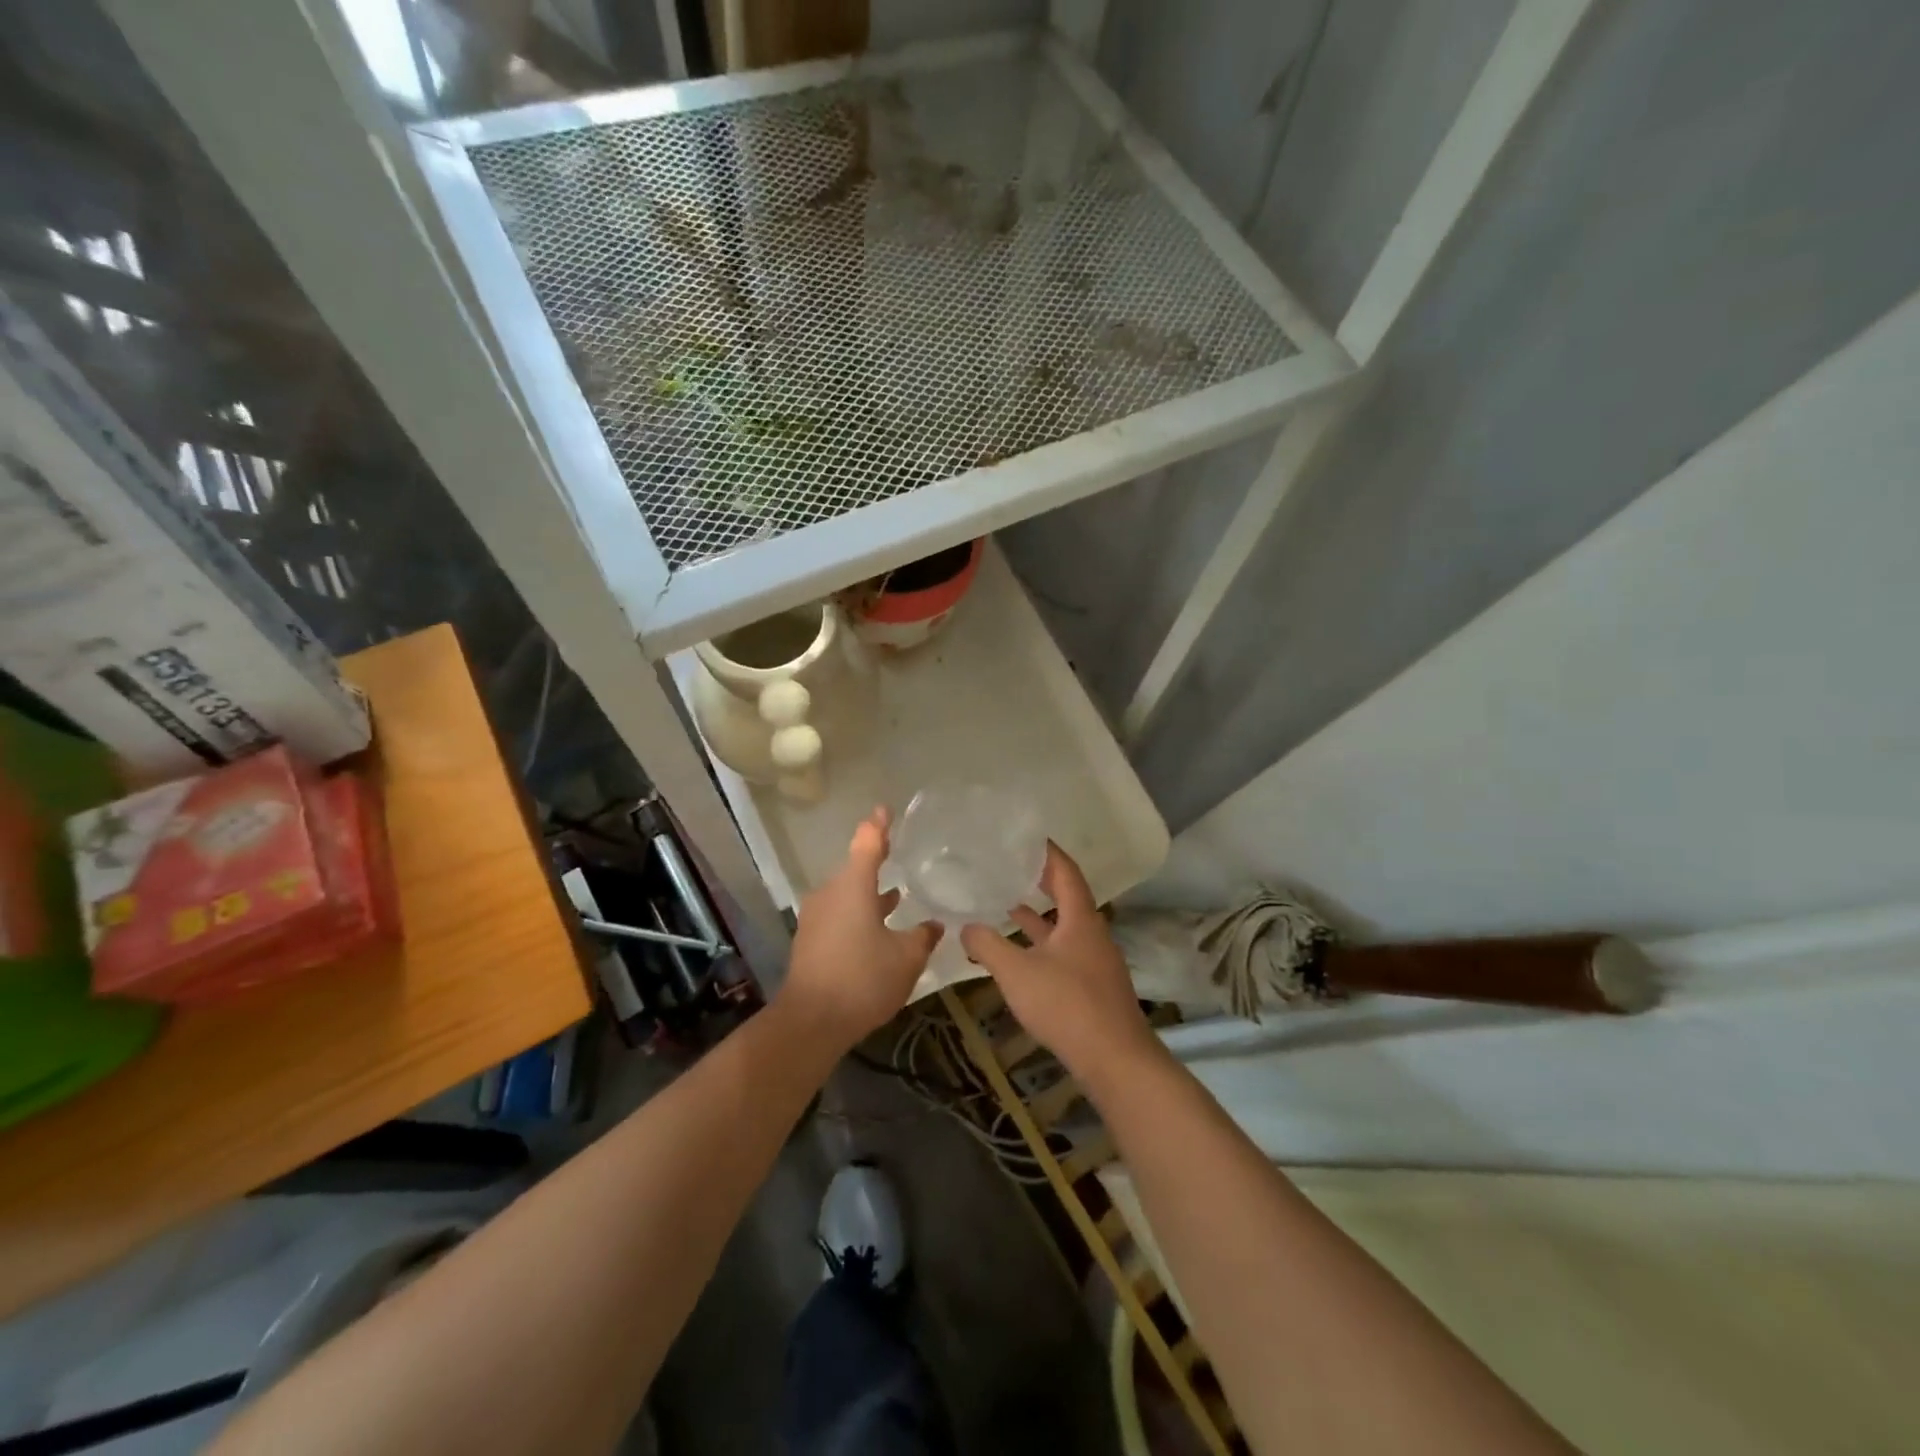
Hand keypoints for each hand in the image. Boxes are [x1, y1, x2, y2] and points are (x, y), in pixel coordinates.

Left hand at [779, 806, 940, 1049]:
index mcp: (853, 886)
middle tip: (901, 854)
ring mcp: (817, 916)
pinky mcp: (811, 939)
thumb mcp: (906, 959)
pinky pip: (840, 914)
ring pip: (848, 894)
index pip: (868, 842)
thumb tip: (934, 924)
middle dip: (878, 862)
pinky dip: (859, 913)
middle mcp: (831, 893)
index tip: (887, 809)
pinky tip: (878, 930)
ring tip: (897, 894)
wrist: (811, 1021)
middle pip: (856, 868)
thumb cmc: (862, 979)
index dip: (879, 824)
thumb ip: (923, 937)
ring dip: (870, 893)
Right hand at [959, 844, 1162, 1084]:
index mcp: (1081, 919)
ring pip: (1064, 928)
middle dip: (1041, 881)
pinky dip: (1041, 945)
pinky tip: (1020, 956)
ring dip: (1038, 917)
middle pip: (1067, 897)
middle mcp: (1092, 934)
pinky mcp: (1093, 987)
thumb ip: (988, 946)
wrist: (1115, 1059)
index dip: (1048, 852)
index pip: (1066, 871)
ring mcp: (1095, 962)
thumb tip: (966, 926)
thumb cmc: (1066, 1004)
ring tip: (1006, 905)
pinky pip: (1064, 952)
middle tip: (1012, 866)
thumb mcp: (1017, 972)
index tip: (1027, 838)